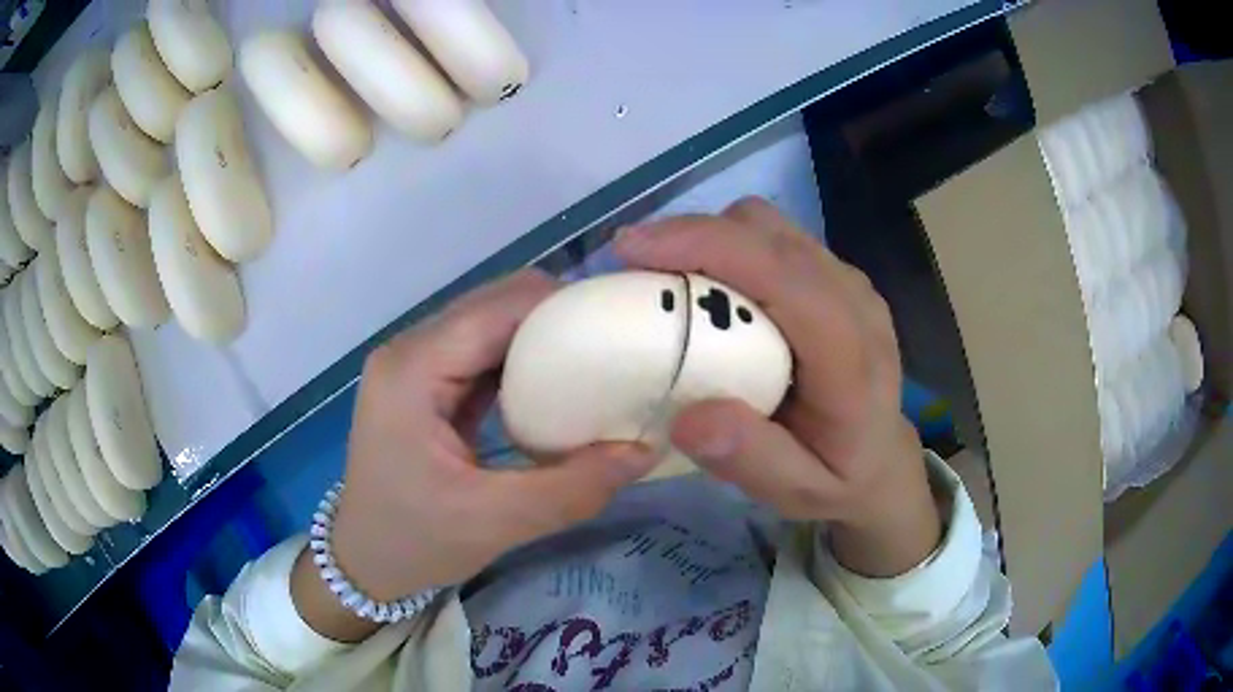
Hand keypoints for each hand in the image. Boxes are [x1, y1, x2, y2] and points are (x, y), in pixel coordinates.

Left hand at [293, 271, 656, 641]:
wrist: (364, 562)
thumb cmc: (414, 543)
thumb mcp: (496, 523)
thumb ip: (574, 488)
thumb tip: (645, 450)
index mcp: (413, 369)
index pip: (497, 309)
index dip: (563, 306)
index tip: (622, 327)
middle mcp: (410, 350)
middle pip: (494, 304)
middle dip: (559, 317)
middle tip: (617, 347)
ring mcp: (415, 363)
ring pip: (491, 323)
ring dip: (543, 336)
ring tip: (598, 361)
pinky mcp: (426, 382)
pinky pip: (483, 352)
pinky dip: (525, 360)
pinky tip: (559, 384)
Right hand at [615, 198, 940, 576]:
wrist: (883, 457)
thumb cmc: (840, 477)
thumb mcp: (799, 493)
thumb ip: (752, 460)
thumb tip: (690, 418)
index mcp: (851, 356)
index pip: (783, 275)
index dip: (708, 247)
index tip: (631, 251)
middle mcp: (854, 301)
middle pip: (768, 233)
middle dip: (692, 236)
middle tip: (633, 270)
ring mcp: (846, 280)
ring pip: (767, 226)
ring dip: (708, 239)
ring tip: (663, 275)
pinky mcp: (832, 275)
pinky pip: (772, 238)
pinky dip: (727, 247)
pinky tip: (705, 284)